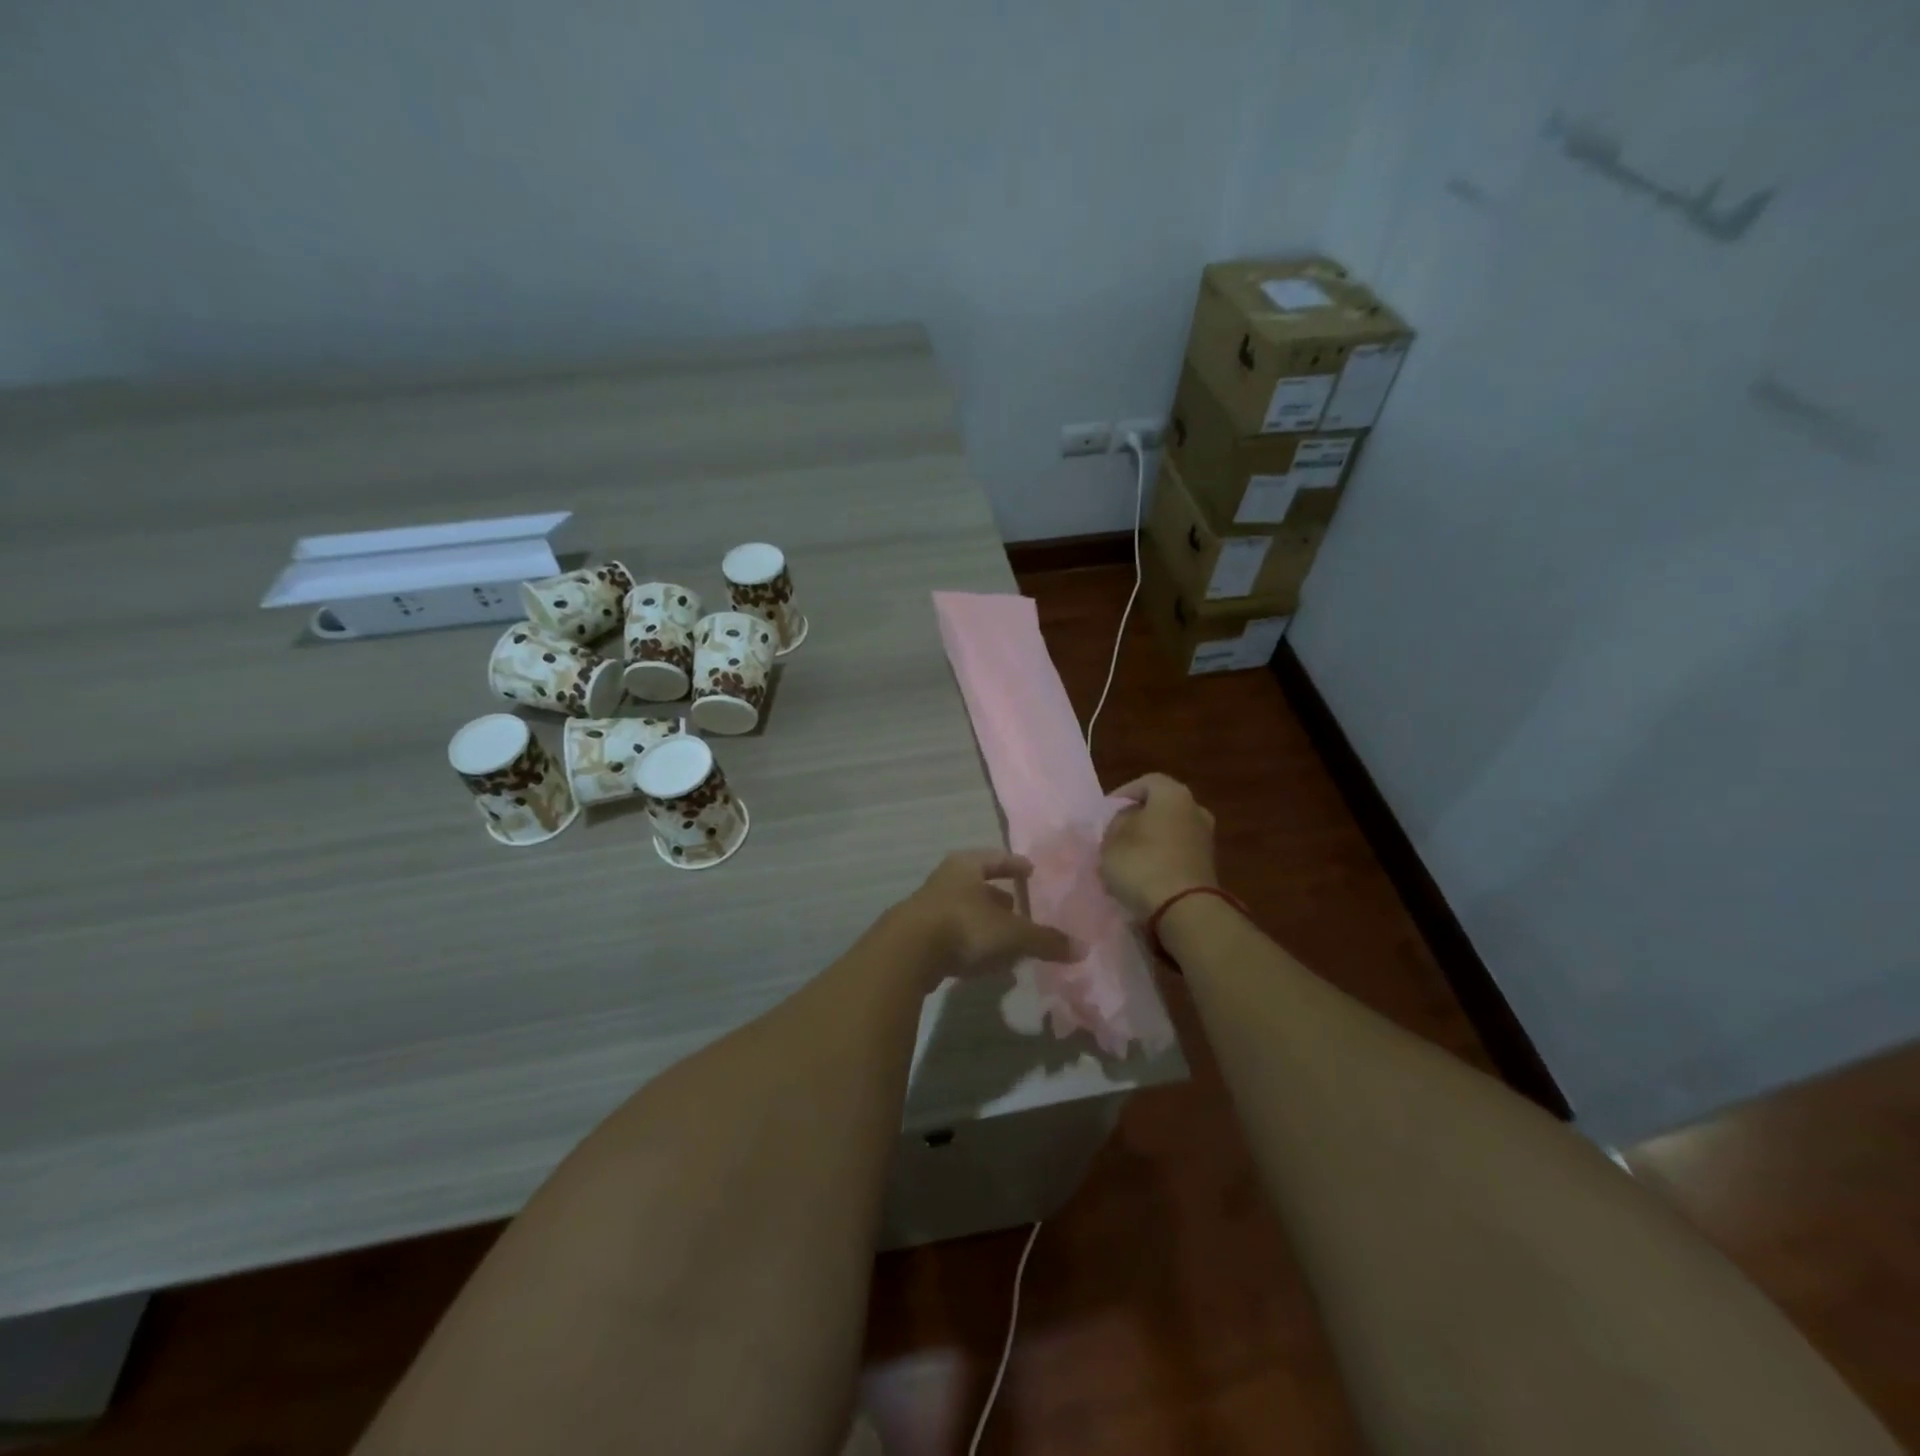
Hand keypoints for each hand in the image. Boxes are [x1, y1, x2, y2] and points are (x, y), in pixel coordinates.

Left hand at [892, 850, 1078, 982]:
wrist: (906, 953)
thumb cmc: (963, 926)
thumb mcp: (1011, 933)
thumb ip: (1045, 940)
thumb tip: (1082, 948)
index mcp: (967, 866)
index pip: (997, 859)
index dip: (1015, 865)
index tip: (1031, 870)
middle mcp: (946, 880)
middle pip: (979, 885)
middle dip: (1000, 897)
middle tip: (1021, 908)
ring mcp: (929, 908)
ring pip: (966, 911)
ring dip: (986, 923)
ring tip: (1008, 939)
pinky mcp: (920, 936)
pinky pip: (954, 935)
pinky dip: (971, 942)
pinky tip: (984, 960)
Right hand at [1101, 773, 1218, 920]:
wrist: (1184, 910)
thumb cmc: (1142, 864)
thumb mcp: (1111, 841)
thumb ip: (1116, 825)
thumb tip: (1125, 823)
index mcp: (1173, 794)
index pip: (1145, 782)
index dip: (1123, 795)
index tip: (1105, 813)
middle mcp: (1195, 810)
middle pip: (1160, 807)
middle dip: (1137, 818)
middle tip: (1115, 834)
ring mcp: (1205, 839)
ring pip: (1170, 831)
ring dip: (1150, 841)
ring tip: (1126, 858)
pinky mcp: (1208, 866)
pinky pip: (1178, 853)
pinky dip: (1161, 859)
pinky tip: (1144, 875)